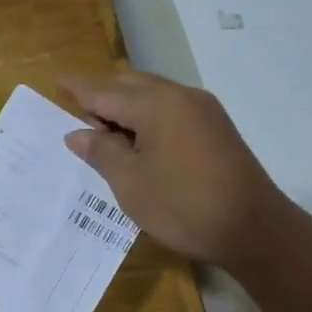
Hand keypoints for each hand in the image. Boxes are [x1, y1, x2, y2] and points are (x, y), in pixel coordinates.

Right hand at [61, 71, 301, 276]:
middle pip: (130, 85)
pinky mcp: (216, 128)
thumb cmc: (183, 206)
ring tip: (106, 135)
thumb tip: (77, 133)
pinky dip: (148, 116)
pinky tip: (139, 142)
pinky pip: (171, 109)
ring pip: (153, 95)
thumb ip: (101, 152)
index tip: (57, 82)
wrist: (254, 229)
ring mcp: (203, 110)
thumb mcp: (130, 183)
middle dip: (102, 96)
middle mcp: (181, 96)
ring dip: (126, 107)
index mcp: (156, 104)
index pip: (104, 91)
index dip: (78, 88)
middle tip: (79, 118)